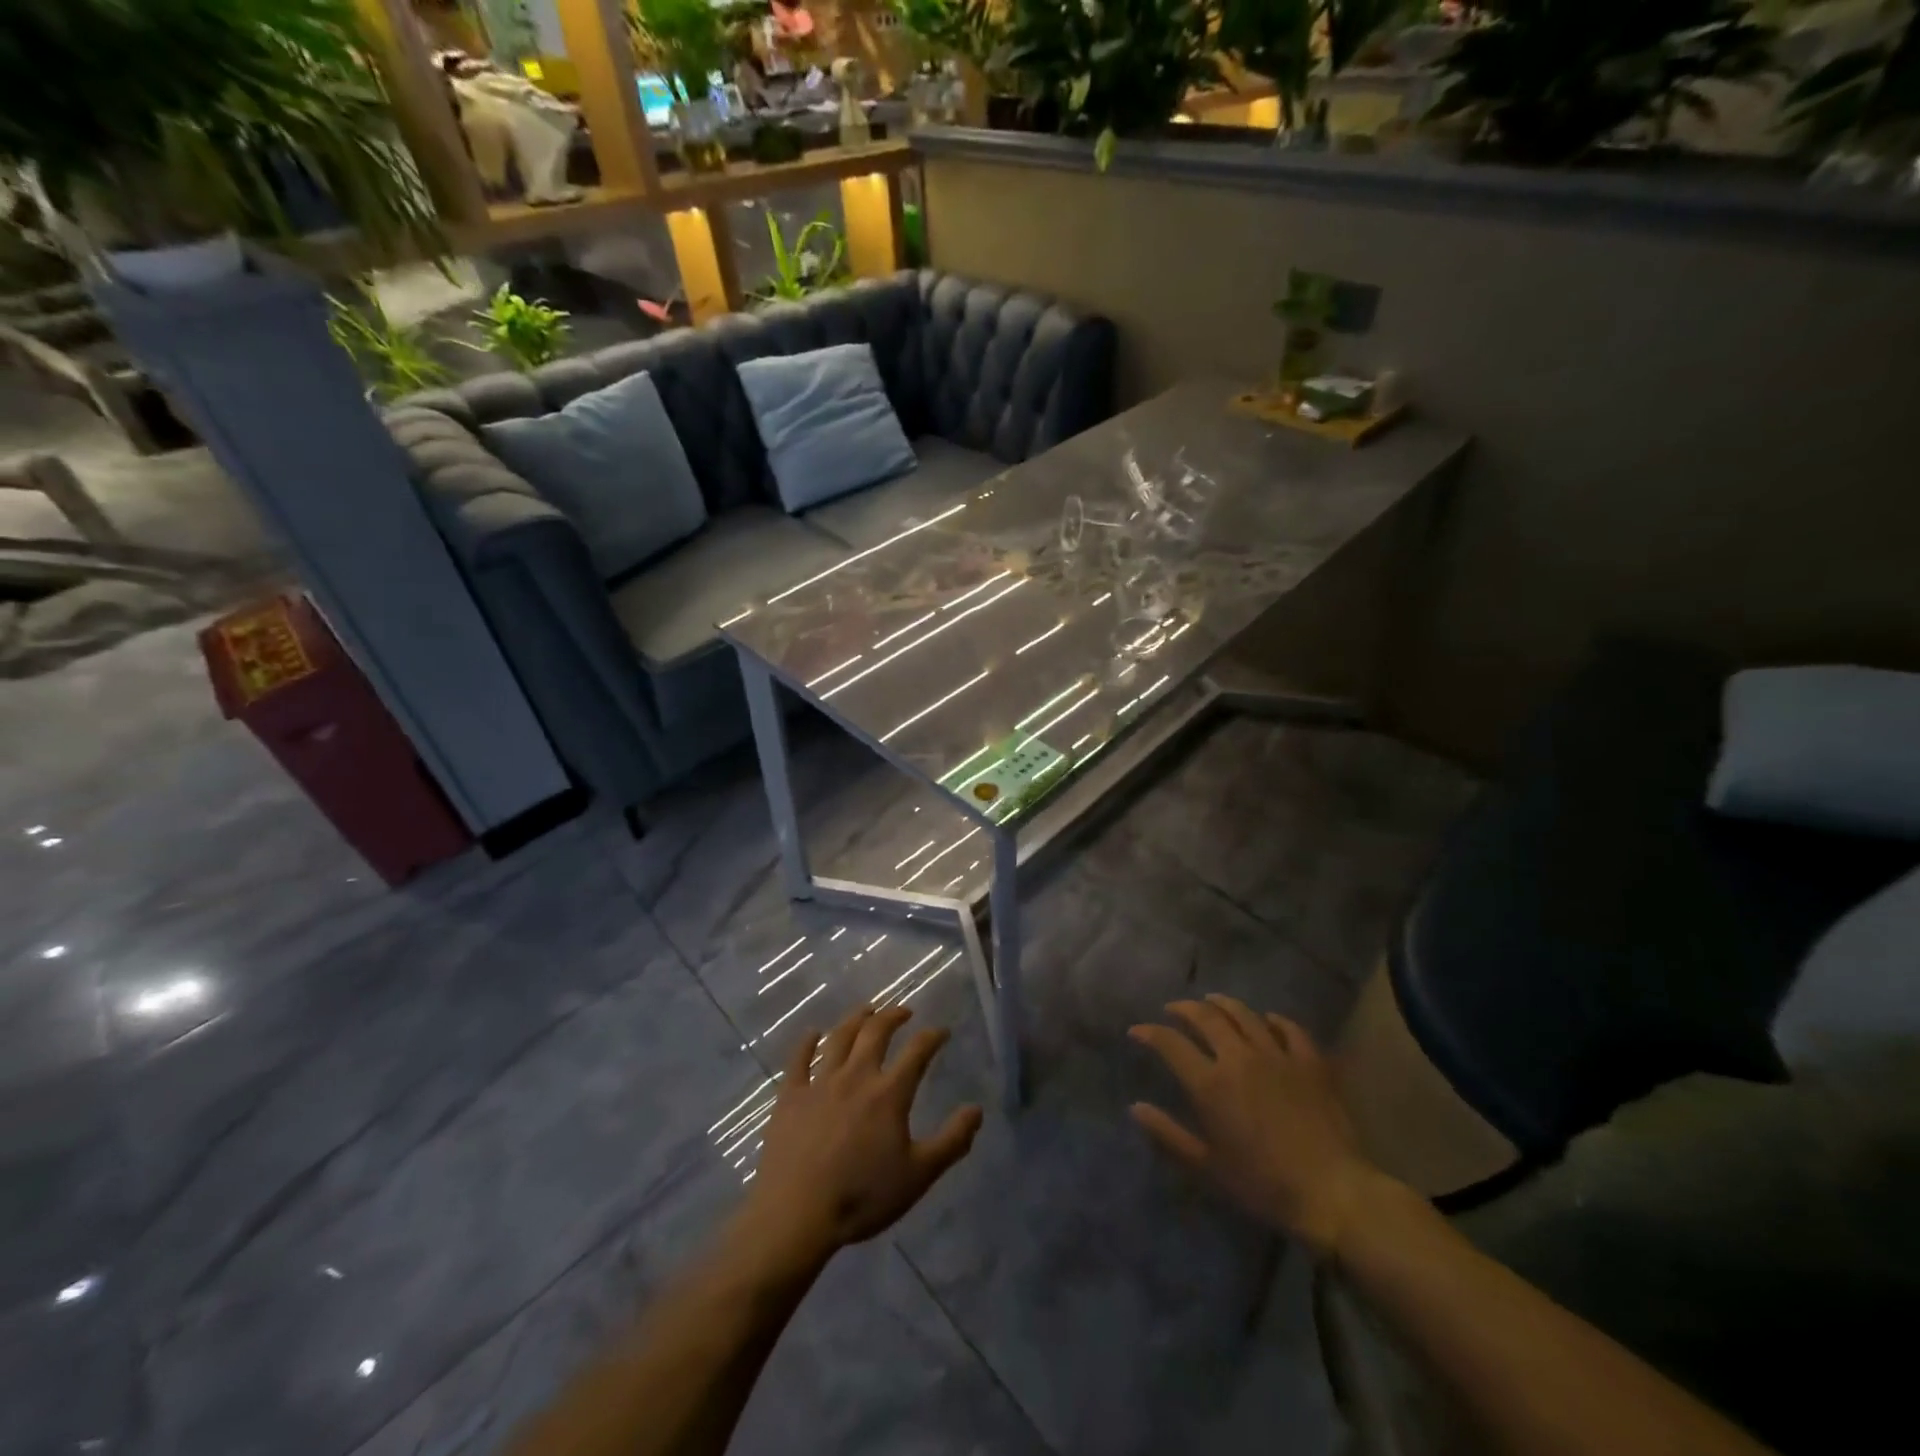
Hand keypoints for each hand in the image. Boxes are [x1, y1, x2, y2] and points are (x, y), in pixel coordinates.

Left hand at [744, 1004, 982, 1262]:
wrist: (796, 1214)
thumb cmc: (862, 1197)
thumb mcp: (918, 1175)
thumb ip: (951, 1141)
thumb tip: (977, 1110)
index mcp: (889, 1093)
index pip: (917, 1052)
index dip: (932, 1036)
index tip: (942, 1031)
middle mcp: (856, 1076)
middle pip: (875, 1032)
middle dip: (893, 1016)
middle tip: (903, 1011)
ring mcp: (820, 1083)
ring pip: (839, 1038)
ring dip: (855, 1019)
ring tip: (865, 1011)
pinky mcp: (790, 1096)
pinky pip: (798, 1060)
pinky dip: (806, 1042)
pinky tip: (812, 1034)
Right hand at [1129, 995, 1381, 1257]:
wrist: (1332, 1193)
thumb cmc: (1264, 1185)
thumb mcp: (1208, 1167)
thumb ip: (1169, 1135)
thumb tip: (1136, 1108)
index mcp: (1210, 1084)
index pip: (1171, 1044)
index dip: (1150, 1033)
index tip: (1137, 1031)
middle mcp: (1239, 1058)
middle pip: (1206, 1018)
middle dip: (1185, 1008)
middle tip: (1174, 1009)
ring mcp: (1277, 1055)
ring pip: (1244, 1014)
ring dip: (1223, 1004)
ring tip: (1212, 1002)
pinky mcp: (1310, 1062)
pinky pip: (1289, 1028)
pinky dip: (1273, 1020)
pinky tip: (1267, 1020)